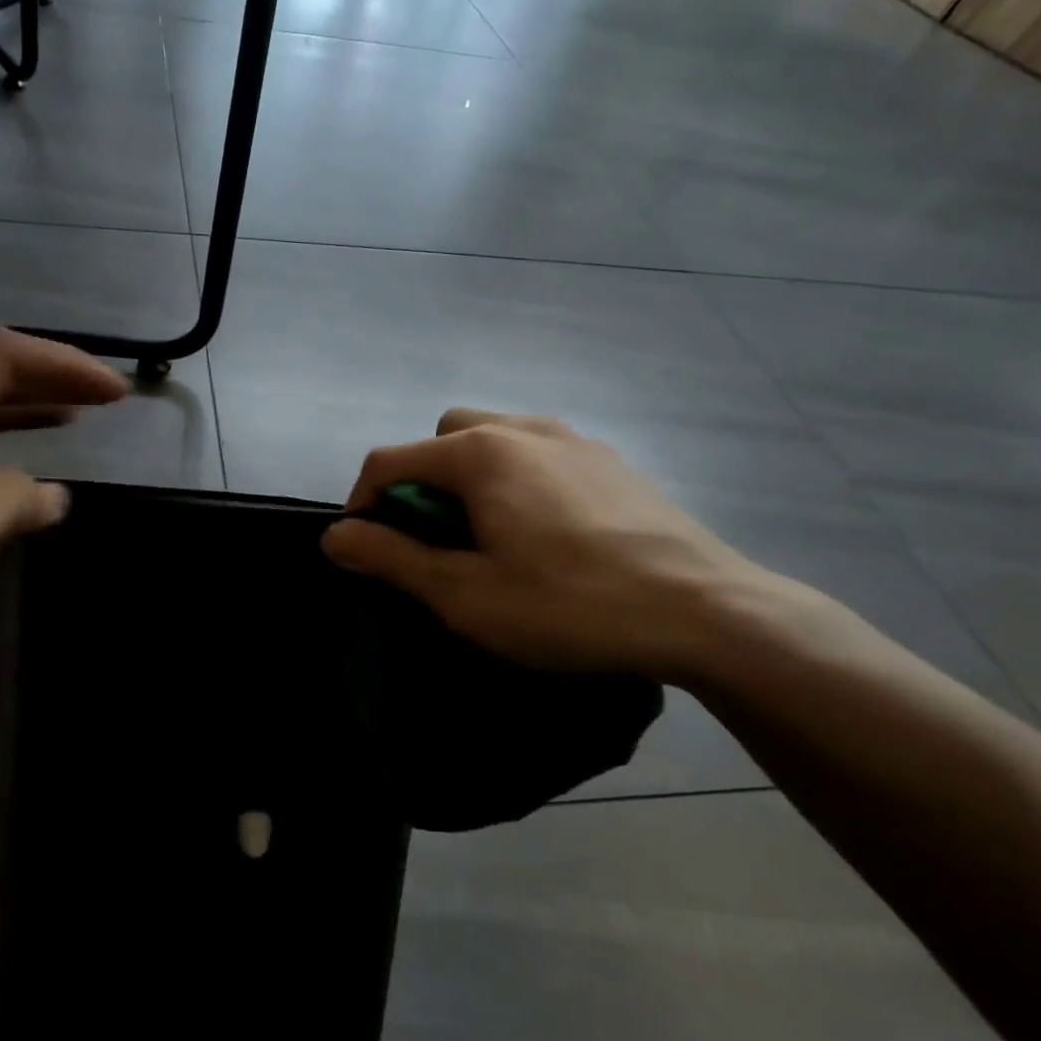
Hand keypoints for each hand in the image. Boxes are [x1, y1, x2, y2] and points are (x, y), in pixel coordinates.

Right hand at [321, 410, 770, 681]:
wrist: (706, 612)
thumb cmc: (569, 605)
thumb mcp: (465, 595)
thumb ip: (391, 558)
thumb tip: (334, 536)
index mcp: (480, 453)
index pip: (390, 460)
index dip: (362, 502)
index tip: (364, 547)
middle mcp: (523, 428)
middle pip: (443, 436)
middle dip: (421, 480)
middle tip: (436, 538)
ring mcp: (575, 439)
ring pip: (495, 438)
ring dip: (470, 476)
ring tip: (489, 534)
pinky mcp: (611, 461)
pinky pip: (540, 453)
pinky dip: (517, 478)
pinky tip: (544, 533)